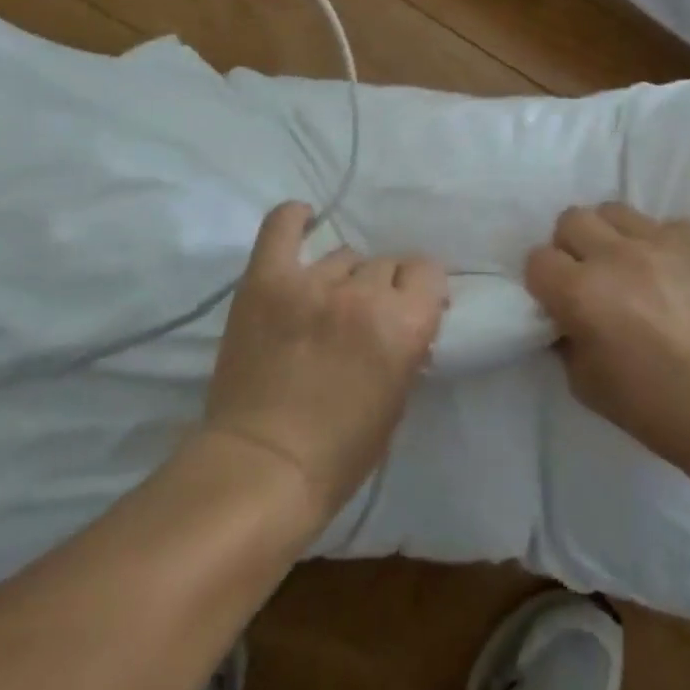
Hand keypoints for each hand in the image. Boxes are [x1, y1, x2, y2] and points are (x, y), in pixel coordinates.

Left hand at [193, 202, 447, 527]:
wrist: (261, 470)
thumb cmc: (341, 452)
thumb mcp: (398, 399)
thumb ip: (407, 344)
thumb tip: (405, 317)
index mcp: (404, 323)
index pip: (428, 271)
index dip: (421, 289)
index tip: (412, 305)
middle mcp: (363, 294)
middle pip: (385, 264)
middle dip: (382, 288)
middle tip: (363, 318)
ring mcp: (311, 284)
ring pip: (343, 256)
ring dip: (343, 278)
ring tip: (325, 303)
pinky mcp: (266, 281)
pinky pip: (282, 229)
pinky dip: (294, 220)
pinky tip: (303, 219)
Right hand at [525, 203, 689, 466]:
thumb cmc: (656, 407)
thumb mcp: (586, 384)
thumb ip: (567, 338)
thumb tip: (567, 315)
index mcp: (581, 293)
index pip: (538, 259)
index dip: (546, 279)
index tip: (561, 296)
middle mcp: (616, 255)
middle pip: (573, 219)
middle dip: (575, 246)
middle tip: (595, 274)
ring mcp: (662, 239)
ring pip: (618, 212)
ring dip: (617, 237)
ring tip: (637, 266)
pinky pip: (669, 226)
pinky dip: (667, 247)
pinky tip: (683, 277)